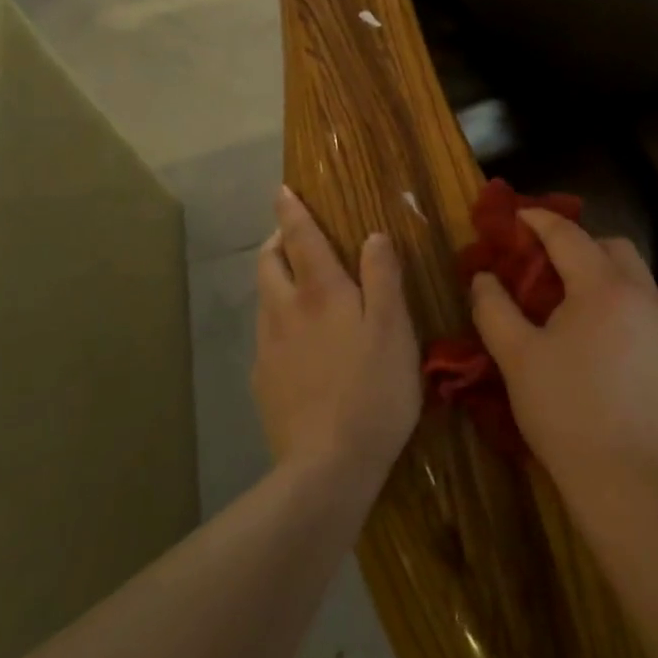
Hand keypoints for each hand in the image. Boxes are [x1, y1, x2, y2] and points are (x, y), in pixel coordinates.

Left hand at [253, 188, 421, 488]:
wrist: (327, 467)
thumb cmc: (373, 390)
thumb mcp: (394, 329)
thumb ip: (383, 277)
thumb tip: (373, 236)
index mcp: (320, 292)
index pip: (300, 238)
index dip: (291, 211)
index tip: (282, 190)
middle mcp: (285, 311)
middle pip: (268, 263)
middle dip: (275, 241)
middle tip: (291, 235)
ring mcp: (269, 348)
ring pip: (264, 298)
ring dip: (274, 278)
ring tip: (296, 282)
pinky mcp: (263, 382)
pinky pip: (266, 335)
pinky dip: (277, 319)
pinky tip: (298, 342)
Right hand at [469, 209, 657, 497]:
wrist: (628, 483)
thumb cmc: (565, 413)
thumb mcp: (516, 358)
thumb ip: (493, 308)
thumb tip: (483, 276)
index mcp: (604, 288)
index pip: (568, 236)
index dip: (540, 221)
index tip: (520, 215)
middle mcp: (646, 295)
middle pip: (614, 247)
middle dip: (582, 245)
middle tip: (551, 267)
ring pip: (641, 279)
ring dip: (610, 277)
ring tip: (582, 307)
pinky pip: (657, 313)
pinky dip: (632, 309)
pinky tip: (613, 343)